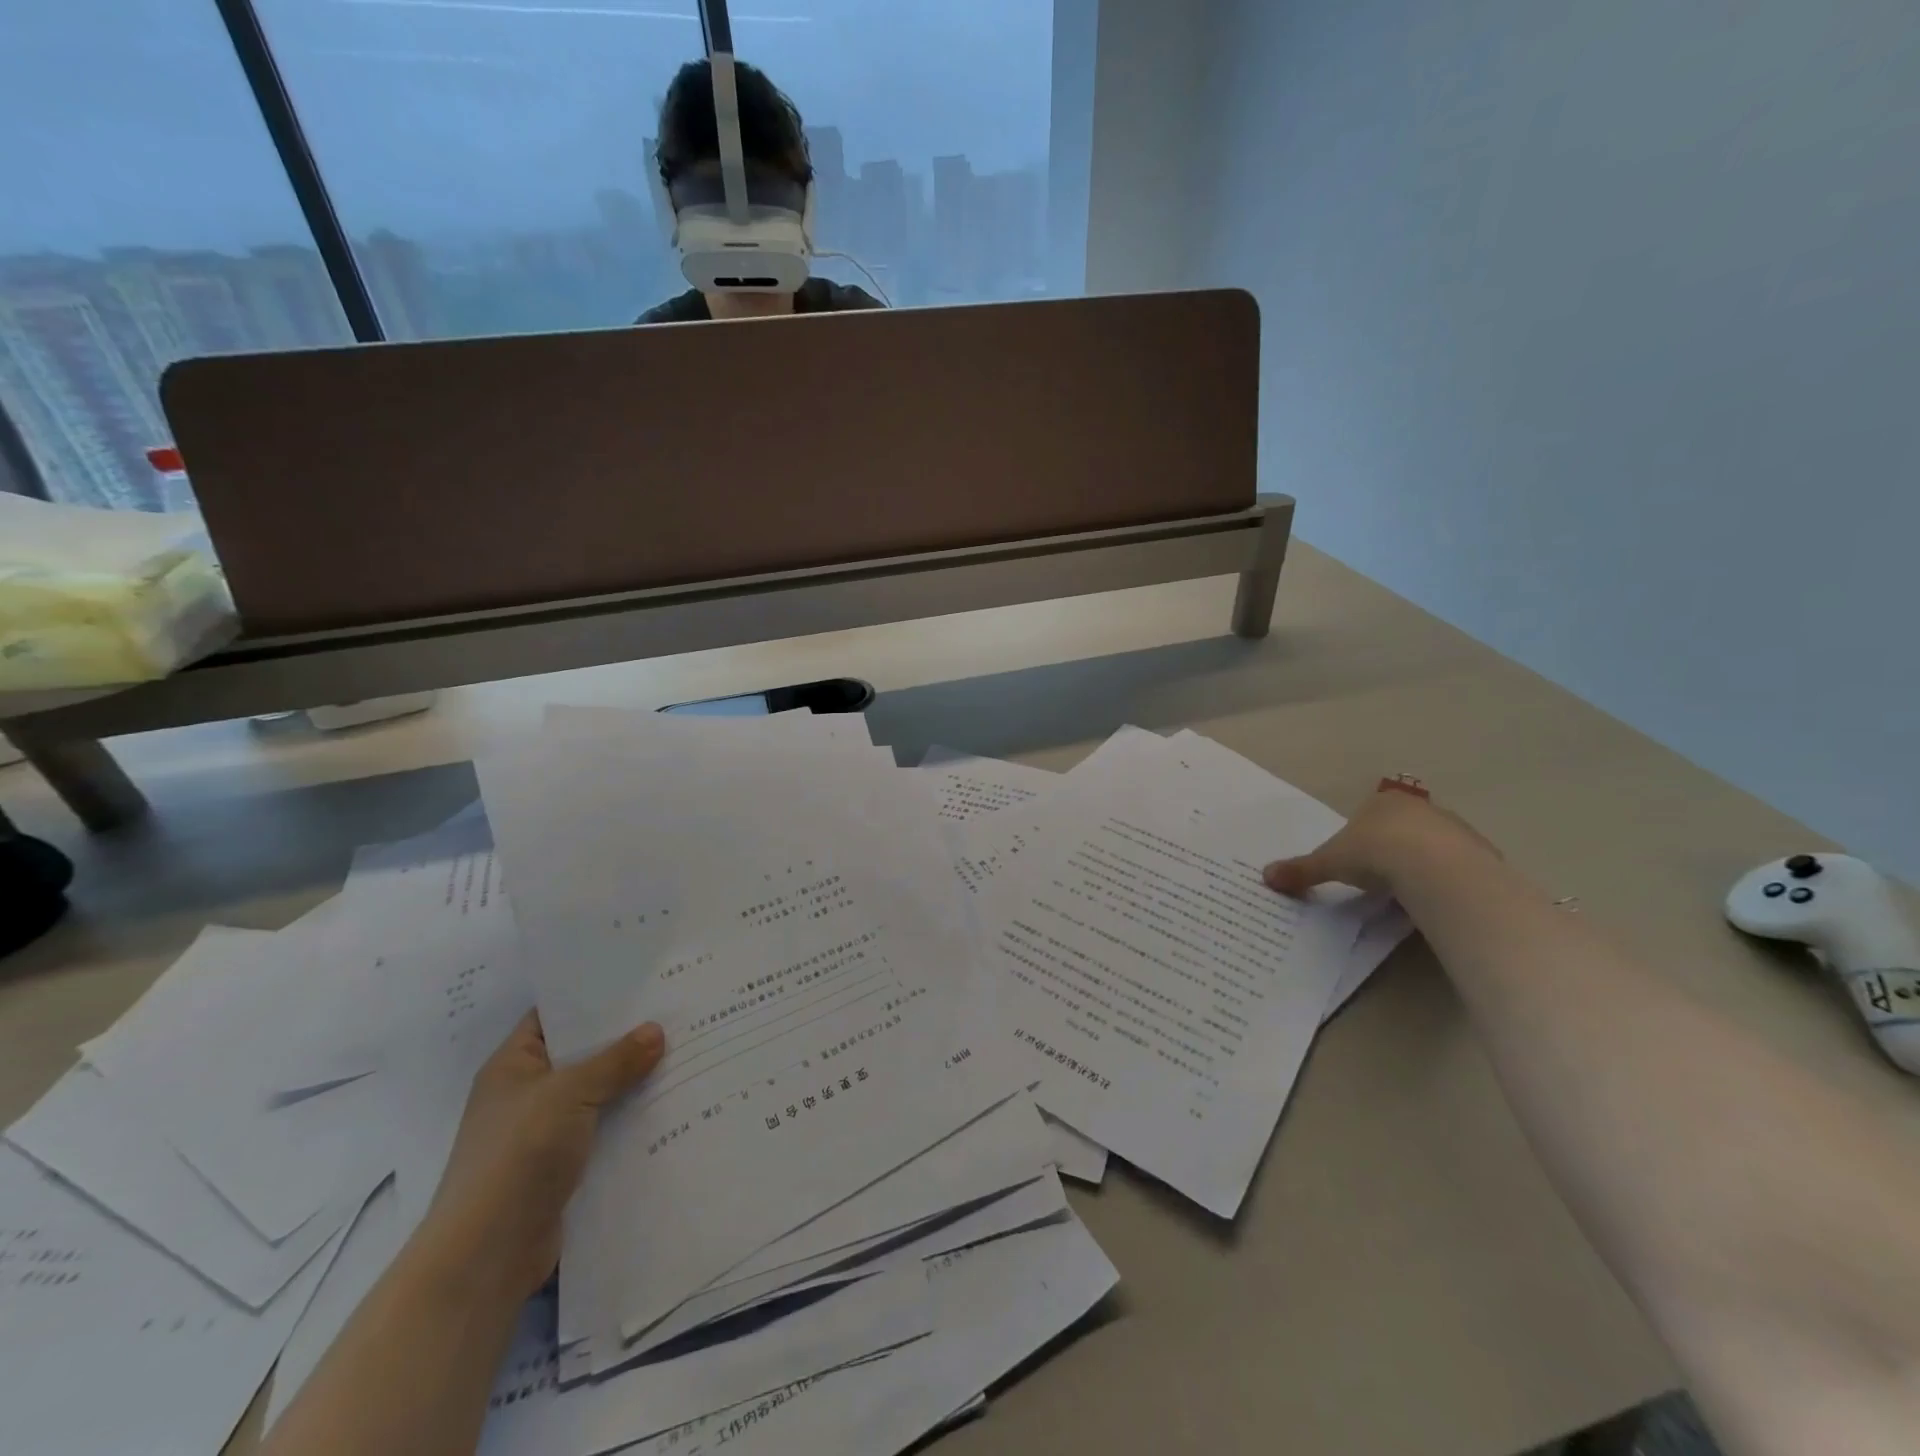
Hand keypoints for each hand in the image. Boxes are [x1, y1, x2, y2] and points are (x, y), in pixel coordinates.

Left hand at [418, 1012, 665, 1302]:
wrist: (486, 1256)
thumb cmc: (518, 1155)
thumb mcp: (569, 1094)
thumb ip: (615, 1061)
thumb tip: (656, 1030)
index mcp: (514, 1065)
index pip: (556, 1014)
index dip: (593, 995)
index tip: (641, 980)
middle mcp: (528, 1092)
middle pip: (584, 1053)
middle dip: (627, 1037)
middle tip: (677, 1011)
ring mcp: (546, 1130)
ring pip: (600, 1092)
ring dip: (635, 1079)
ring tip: (688, 1050)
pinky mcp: (565, 1165)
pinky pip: (606, 1128)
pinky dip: (634, 1117)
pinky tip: (674, 1102)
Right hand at [1262, 786, 1498, 897]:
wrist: (1433, 867)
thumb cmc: (1375, 853)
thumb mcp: (1330, 863)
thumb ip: (1302, 869)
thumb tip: (1266, 875)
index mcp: (1384, 802)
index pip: (1371, 813)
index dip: (1363, 836)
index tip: (1357, 860)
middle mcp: (1422, 808)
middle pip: (1404, 828)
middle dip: (1394, 849)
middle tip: (1380, 878)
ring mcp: (1455, 829)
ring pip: (1434, 846)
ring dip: (1422, 865)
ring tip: (1408, 894)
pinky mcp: (1481, 854)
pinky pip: (1458, 868)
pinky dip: (1446, 880)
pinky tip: (1435, 899)